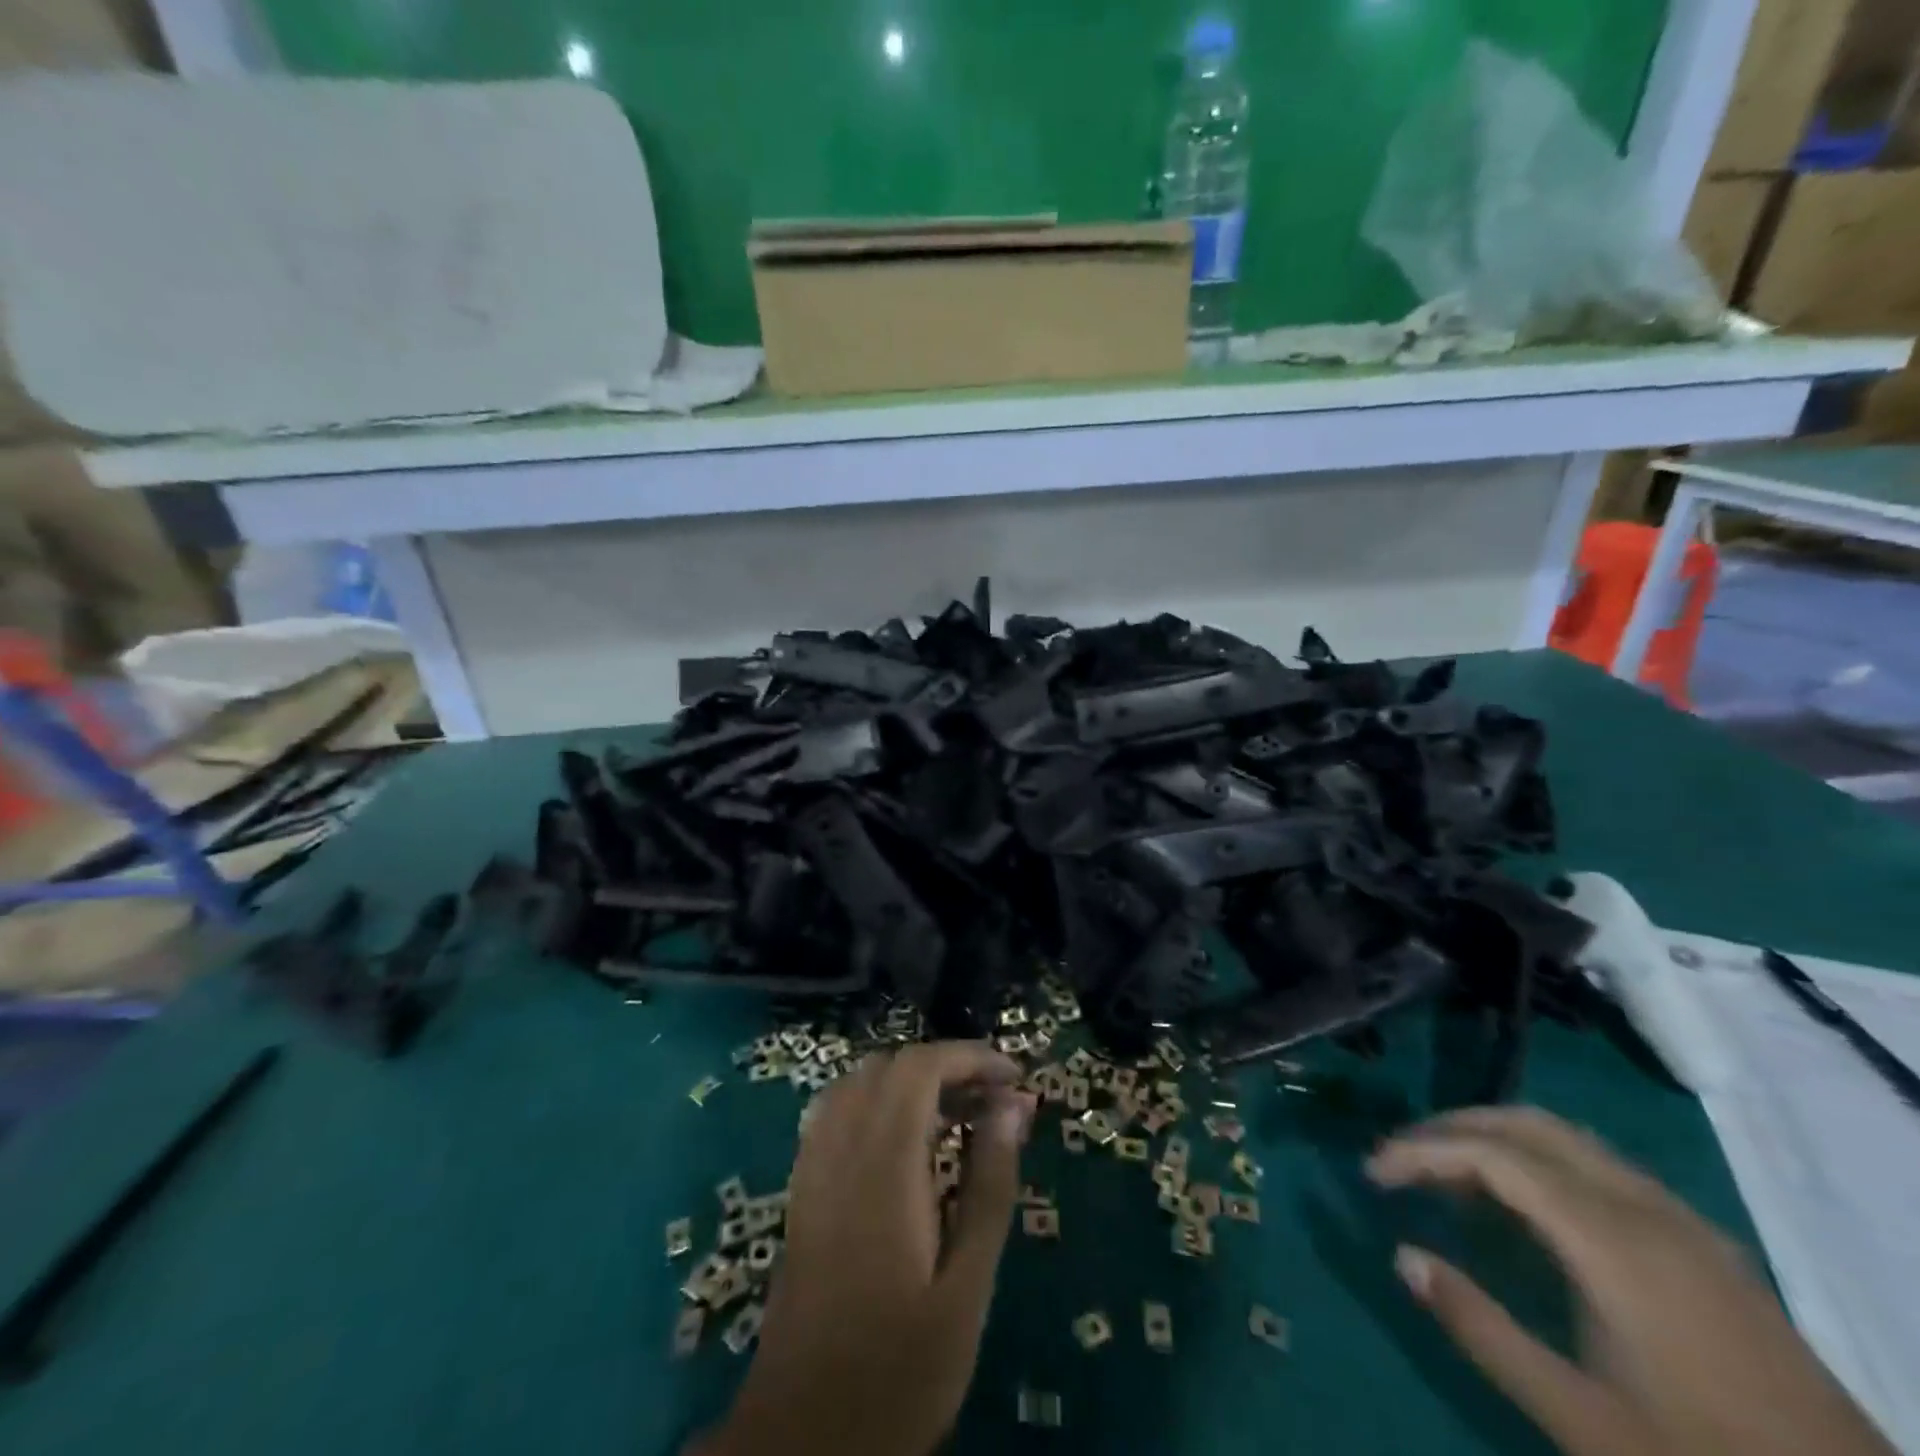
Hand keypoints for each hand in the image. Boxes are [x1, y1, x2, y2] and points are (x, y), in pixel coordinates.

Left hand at [704, 1043, 1034, 1455]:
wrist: (802, 1439)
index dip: (970, 1056)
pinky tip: (904, 1138)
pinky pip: (836, 1110)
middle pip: (891, 1067)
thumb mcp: (966, 1288)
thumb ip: (990, 1187)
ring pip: (859, 1082)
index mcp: (883, 1167)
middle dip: (947, 1067)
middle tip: (995, 1102)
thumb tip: (1013, 1107)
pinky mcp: (802, 1188)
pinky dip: (876, 1100)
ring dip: (910, 1081)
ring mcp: (813, 1166)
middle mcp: (841, 1149)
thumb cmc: (899, 1370)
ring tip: (957, 1115)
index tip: (1015, 1077)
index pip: (921, 1068)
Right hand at [1369, 1107, 1894, 1455]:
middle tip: (1401, 1157)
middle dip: (1454, 1127)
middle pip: (1529, 1125)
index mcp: (1614, 1240)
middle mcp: (1645, 1207)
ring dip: (1496, 1137)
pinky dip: (1540, 1161)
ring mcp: (1681, 1220)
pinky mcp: (1702, 1242)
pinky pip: (1599, 1167)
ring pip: (1566, 1138)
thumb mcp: (1582, 1418)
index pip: (1494, 1155)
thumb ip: (1482, 1329)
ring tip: (1447, 1172)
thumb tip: (1401, 1254)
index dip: (1424, 1151)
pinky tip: (1524, 1209)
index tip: (1374, 1172)